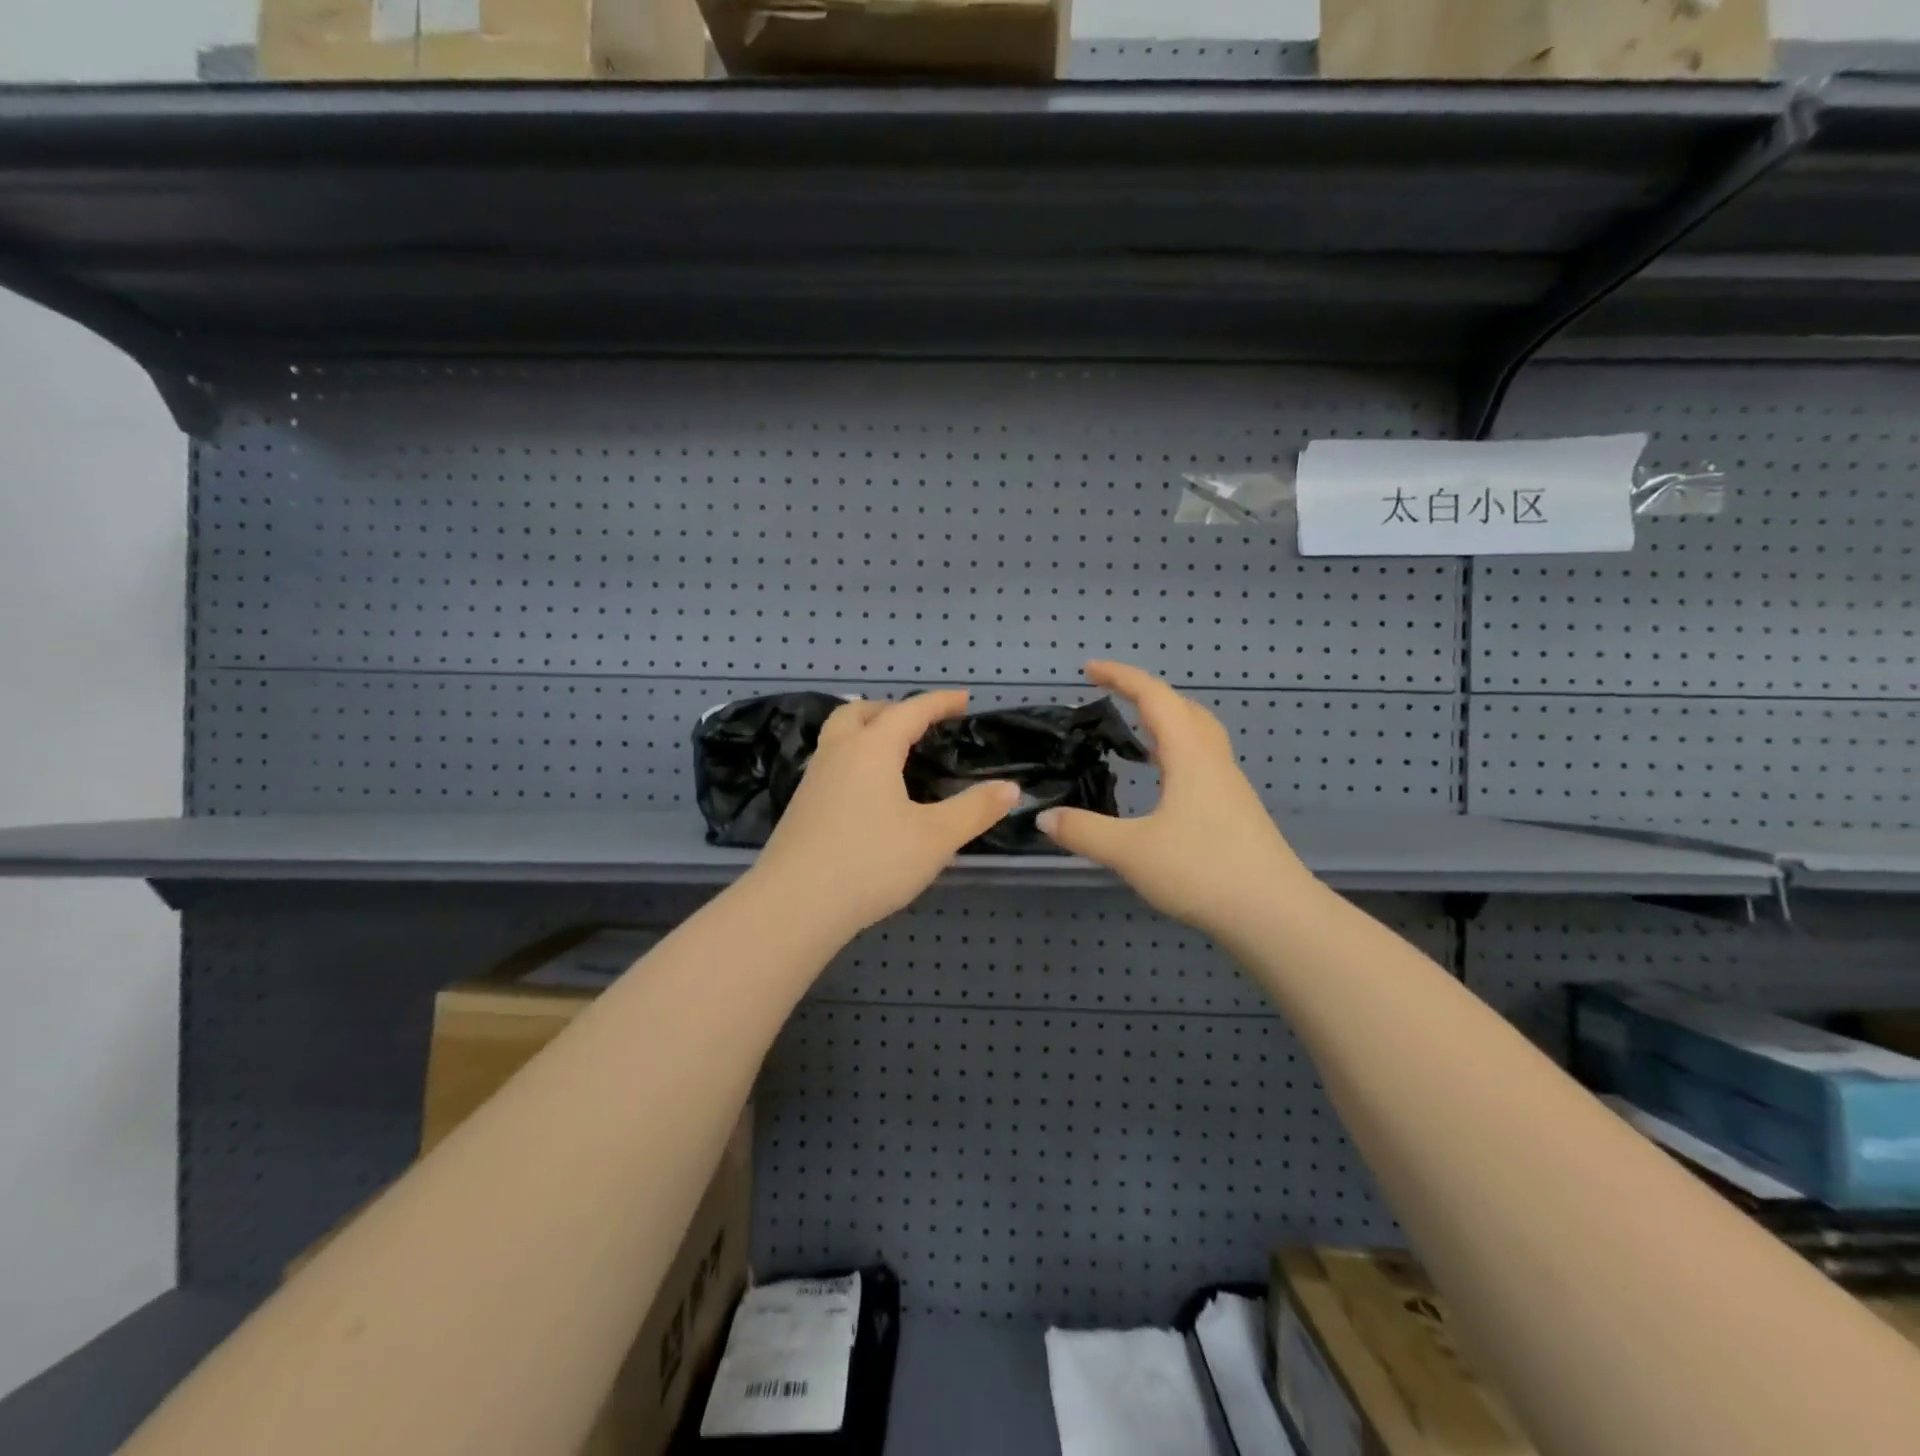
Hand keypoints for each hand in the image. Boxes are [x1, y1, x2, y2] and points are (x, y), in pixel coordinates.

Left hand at [748, 692, 1019, 942]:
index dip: (940, 702)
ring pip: (838, 737)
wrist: (794, 906)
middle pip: (860, 713)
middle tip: (918, 723)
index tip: (964, 699)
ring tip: (892, 753)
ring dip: (865, 732)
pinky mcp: (800, 809)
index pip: (910, 711)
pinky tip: (866, 794)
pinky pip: (830, 765)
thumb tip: (1010, 788)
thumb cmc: (871, 863)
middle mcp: (837, 754)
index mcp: (871, 749)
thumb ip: (974, 810)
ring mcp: (812, 781)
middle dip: (892, 709)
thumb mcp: (935, 838)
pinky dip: (852, 760)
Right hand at [1039, 662, 1312, 937]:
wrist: (1274, 914)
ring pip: (1199, 736)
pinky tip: (1165, 783)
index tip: (1090, 669)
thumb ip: (1084, 832)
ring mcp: (1230, 787)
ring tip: (1137, 734)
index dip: (1122, 677)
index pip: (1155, 698)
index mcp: (1189, 756)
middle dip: (1148, 694)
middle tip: (1115, 697)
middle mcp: (1213, 762)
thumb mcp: (1130, 852)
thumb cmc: (1202, 871)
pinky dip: (1178, 753)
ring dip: (1167, 723)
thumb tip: (1044, 817)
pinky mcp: (1236, 812)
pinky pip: (1203, 763)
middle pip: (1184, 709)